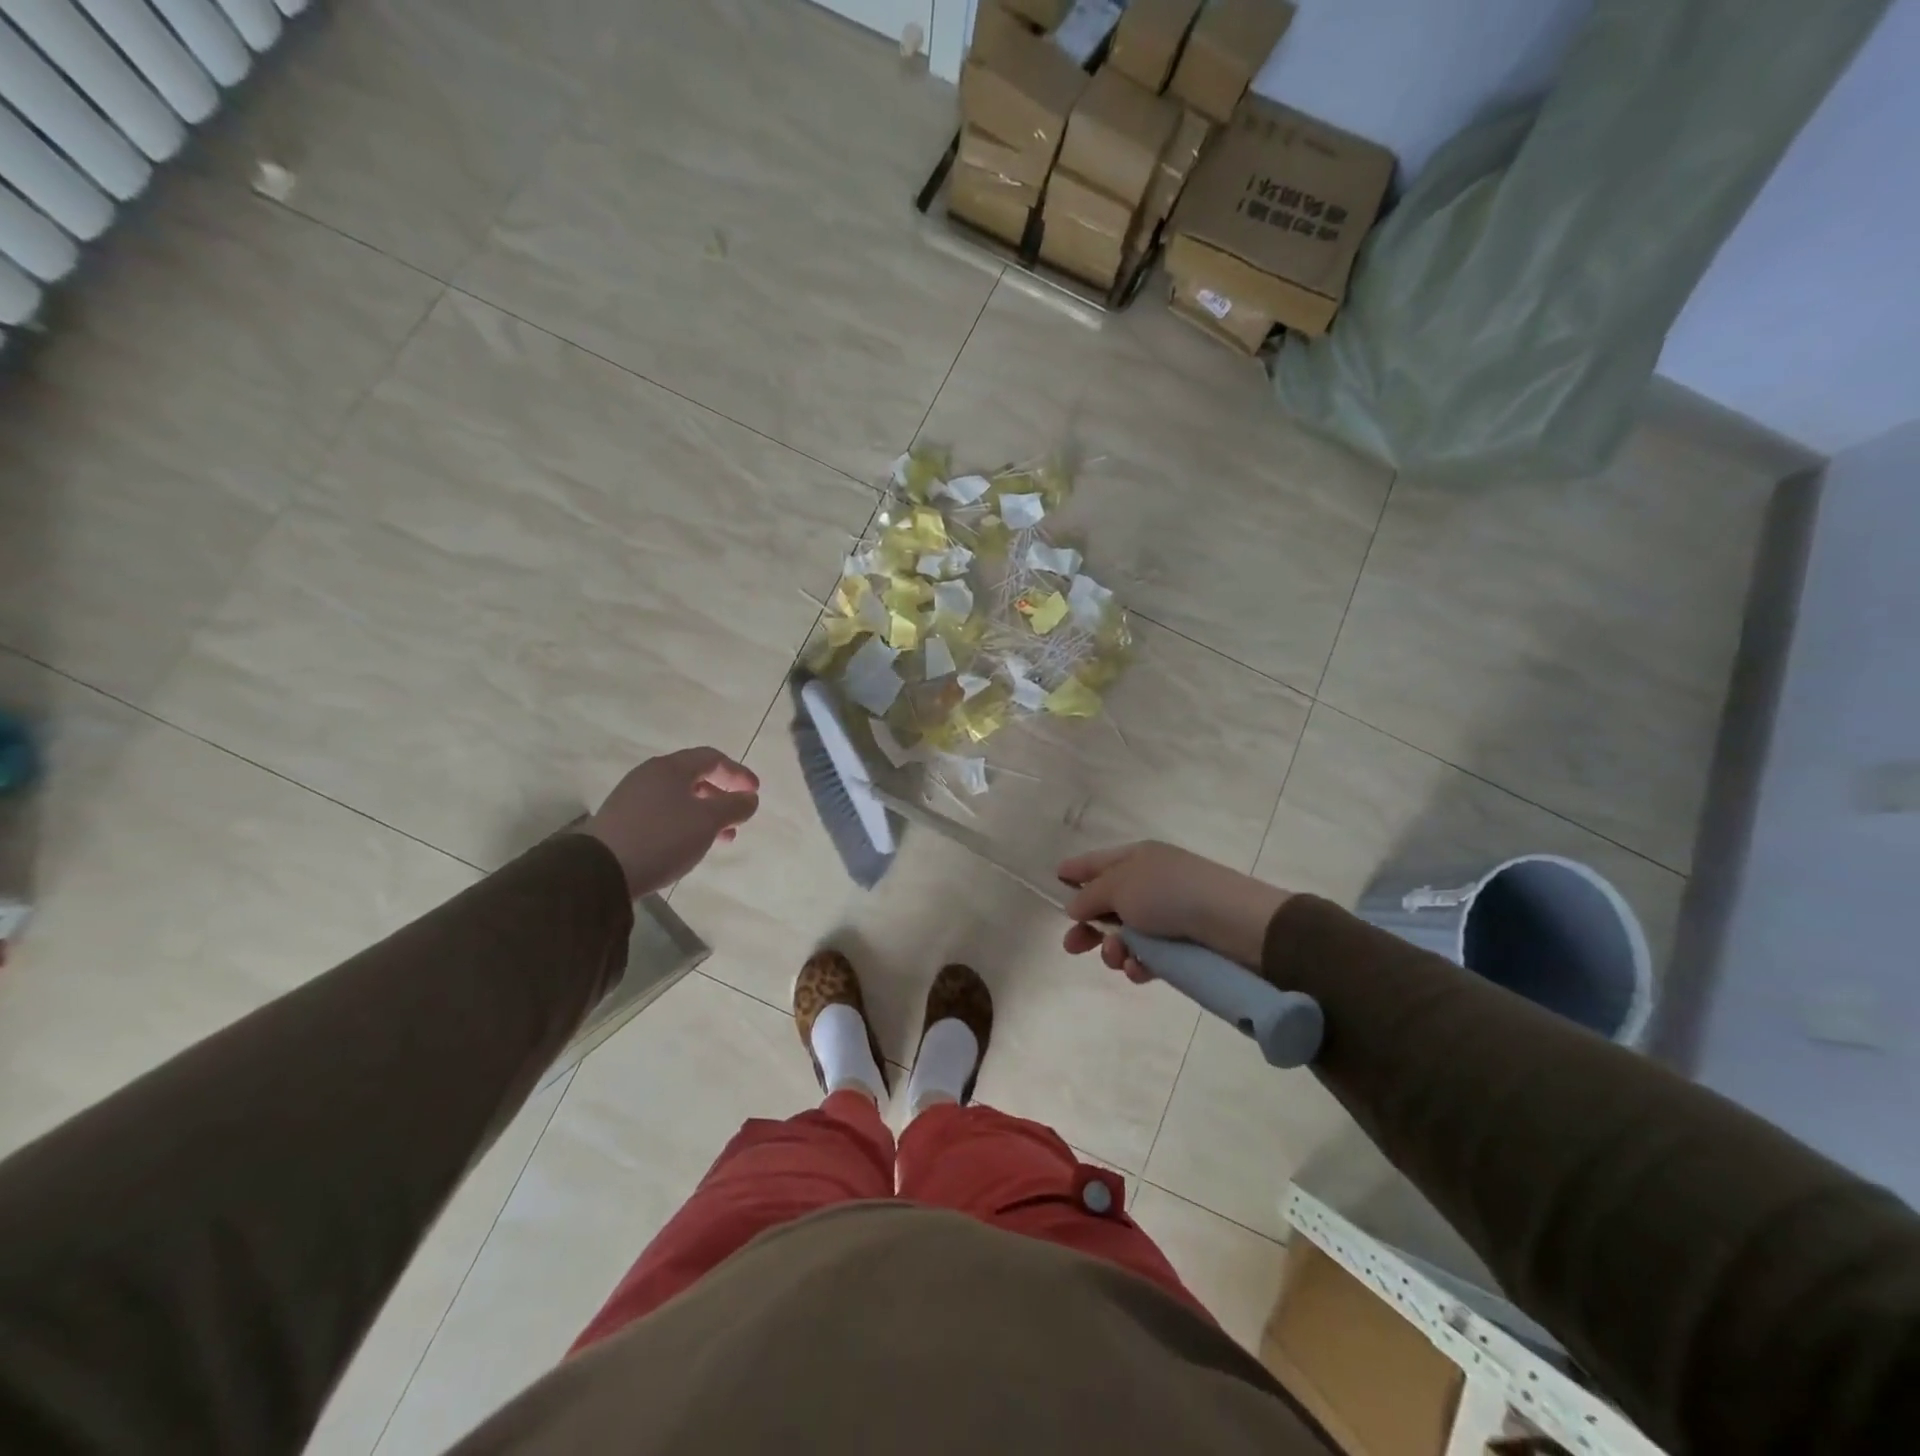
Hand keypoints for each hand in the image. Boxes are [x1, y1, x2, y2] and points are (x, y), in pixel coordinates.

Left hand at [580, 747, 759, 897]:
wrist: (600, 870)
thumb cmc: (663, 837)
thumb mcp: (708, 821)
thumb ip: (734, 806)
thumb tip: (750, 798)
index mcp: (671, 768)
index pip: (712, 758)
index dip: (738, 773)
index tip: (755, 792)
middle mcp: (650, 775)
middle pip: (694, 777)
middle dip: (721, 796)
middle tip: (738, 816)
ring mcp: (632, 797)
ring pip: (679, 798)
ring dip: (705, 813)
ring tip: (720, 838)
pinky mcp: (622, 821)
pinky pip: (663, 813)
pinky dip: (684, 823)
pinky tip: (689, 844)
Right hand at [1057, 841, 1288, 980]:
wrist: (1232, 923)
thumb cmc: (1169, 893)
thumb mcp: (1119, 886)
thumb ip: (1090, 896)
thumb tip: (1074, 906)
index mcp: (1137, 857)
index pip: (1098, 861)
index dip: (1077, 869)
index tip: (1056, 877)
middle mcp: (1151, 882)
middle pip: (1108, 903)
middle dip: (1088, 925)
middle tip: (1071, 946)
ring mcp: (1168, 915)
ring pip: (1126, 935)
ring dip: (1113, 949)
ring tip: (1116, 957)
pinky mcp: (1182, 946)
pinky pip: (1149, 956)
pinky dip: (1138, 964)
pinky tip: (1137, 970)